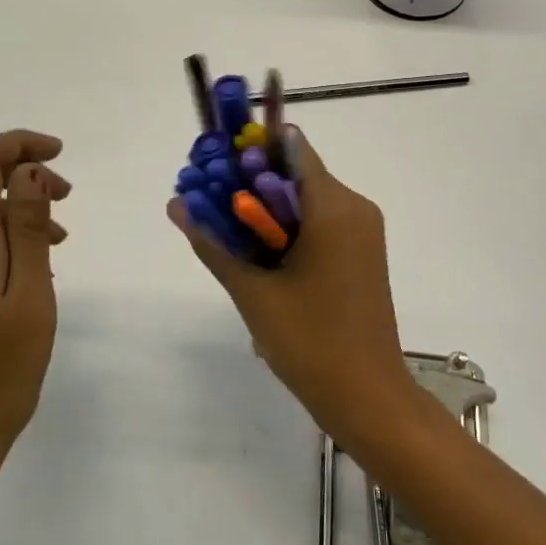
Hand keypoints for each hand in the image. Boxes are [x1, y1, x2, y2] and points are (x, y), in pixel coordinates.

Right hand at [168, 129, 421, 451]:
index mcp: (334, 206)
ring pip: (305, 199)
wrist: (368, 397)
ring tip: (227, 234)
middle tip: (209, 203)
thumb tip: (176, 204)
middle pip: (295, 172)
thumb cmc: (311, 342)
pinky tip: (260, 257)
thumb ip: (213, 242)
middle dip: (250, 183)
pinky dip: (288, 228)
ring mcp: (363, 230)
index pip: (289, 147)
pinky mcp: (362, 252)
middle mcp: (355, 207)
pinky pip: (320, 222)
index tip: (214, 166)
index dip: (249, 149)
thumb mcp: (253, 291)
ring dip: (266, 209)